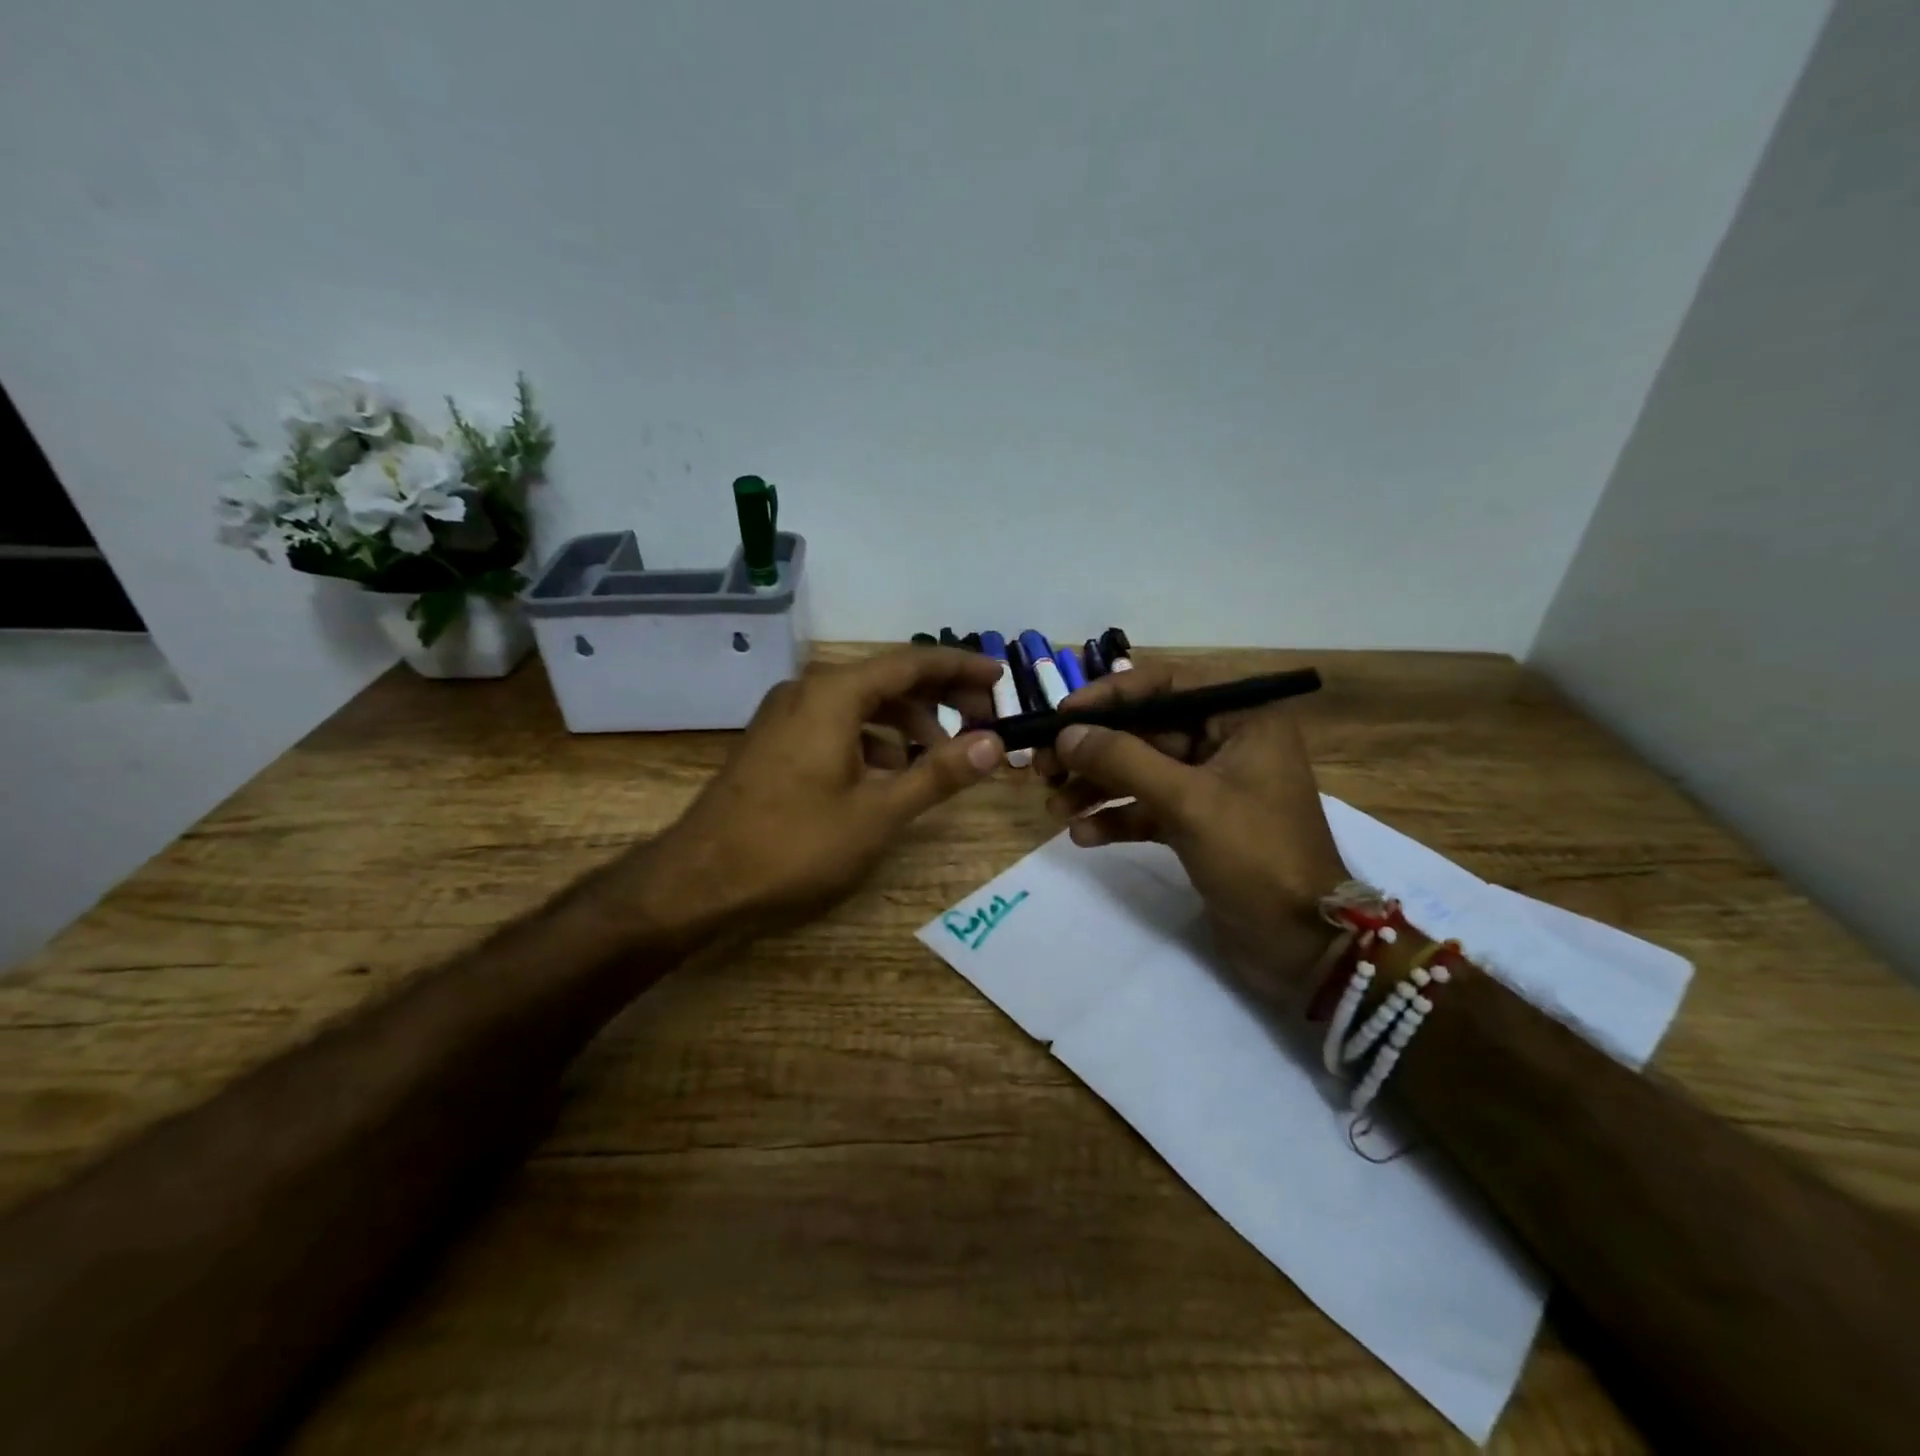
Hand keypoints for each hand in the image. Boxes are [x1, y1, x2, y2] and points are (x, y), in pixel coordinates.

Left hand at [638, 647, 1004, 935]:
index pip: (912, 662)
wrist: (700, 879)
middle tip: (982, 720)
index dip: (960, 668)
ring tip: (940, 755)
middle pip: (888, 679)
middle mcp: (809, 690)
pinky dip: (873, 739)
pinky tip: (889, 772)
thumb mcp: (878, 812)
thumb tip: (993, 744)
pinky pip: (838, 723)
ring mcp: (787, 714)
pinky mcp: (776, 740)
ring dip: (906, 723)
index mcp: (835, 694)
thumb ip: (938, 773)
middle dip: (938, 697)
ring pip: (862, 704)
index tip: (999, 678)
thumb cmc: (794, 843)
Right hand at [1037, 660, 1349, 1004]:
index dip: (1109, 695)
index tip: (1062, 715)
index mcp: (1242, 719)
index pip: (1167, 683)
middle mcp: (1227, 743)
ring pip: (1141, 771)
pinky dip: (1116, 818)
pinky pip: (1148, 808)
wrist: (1302, 946)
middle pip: (1146, 729)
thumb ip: (1123, 761)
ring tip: (1054, 807)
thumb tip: (1066, 734)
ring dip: (1096, 787)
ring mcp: (1212, 786)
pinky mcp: (1199, 825)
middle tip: (1042, 766)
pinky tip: (1082, 835)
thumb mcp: (1187, 801)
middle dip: (1094, 749)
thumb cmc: (1256, 856)